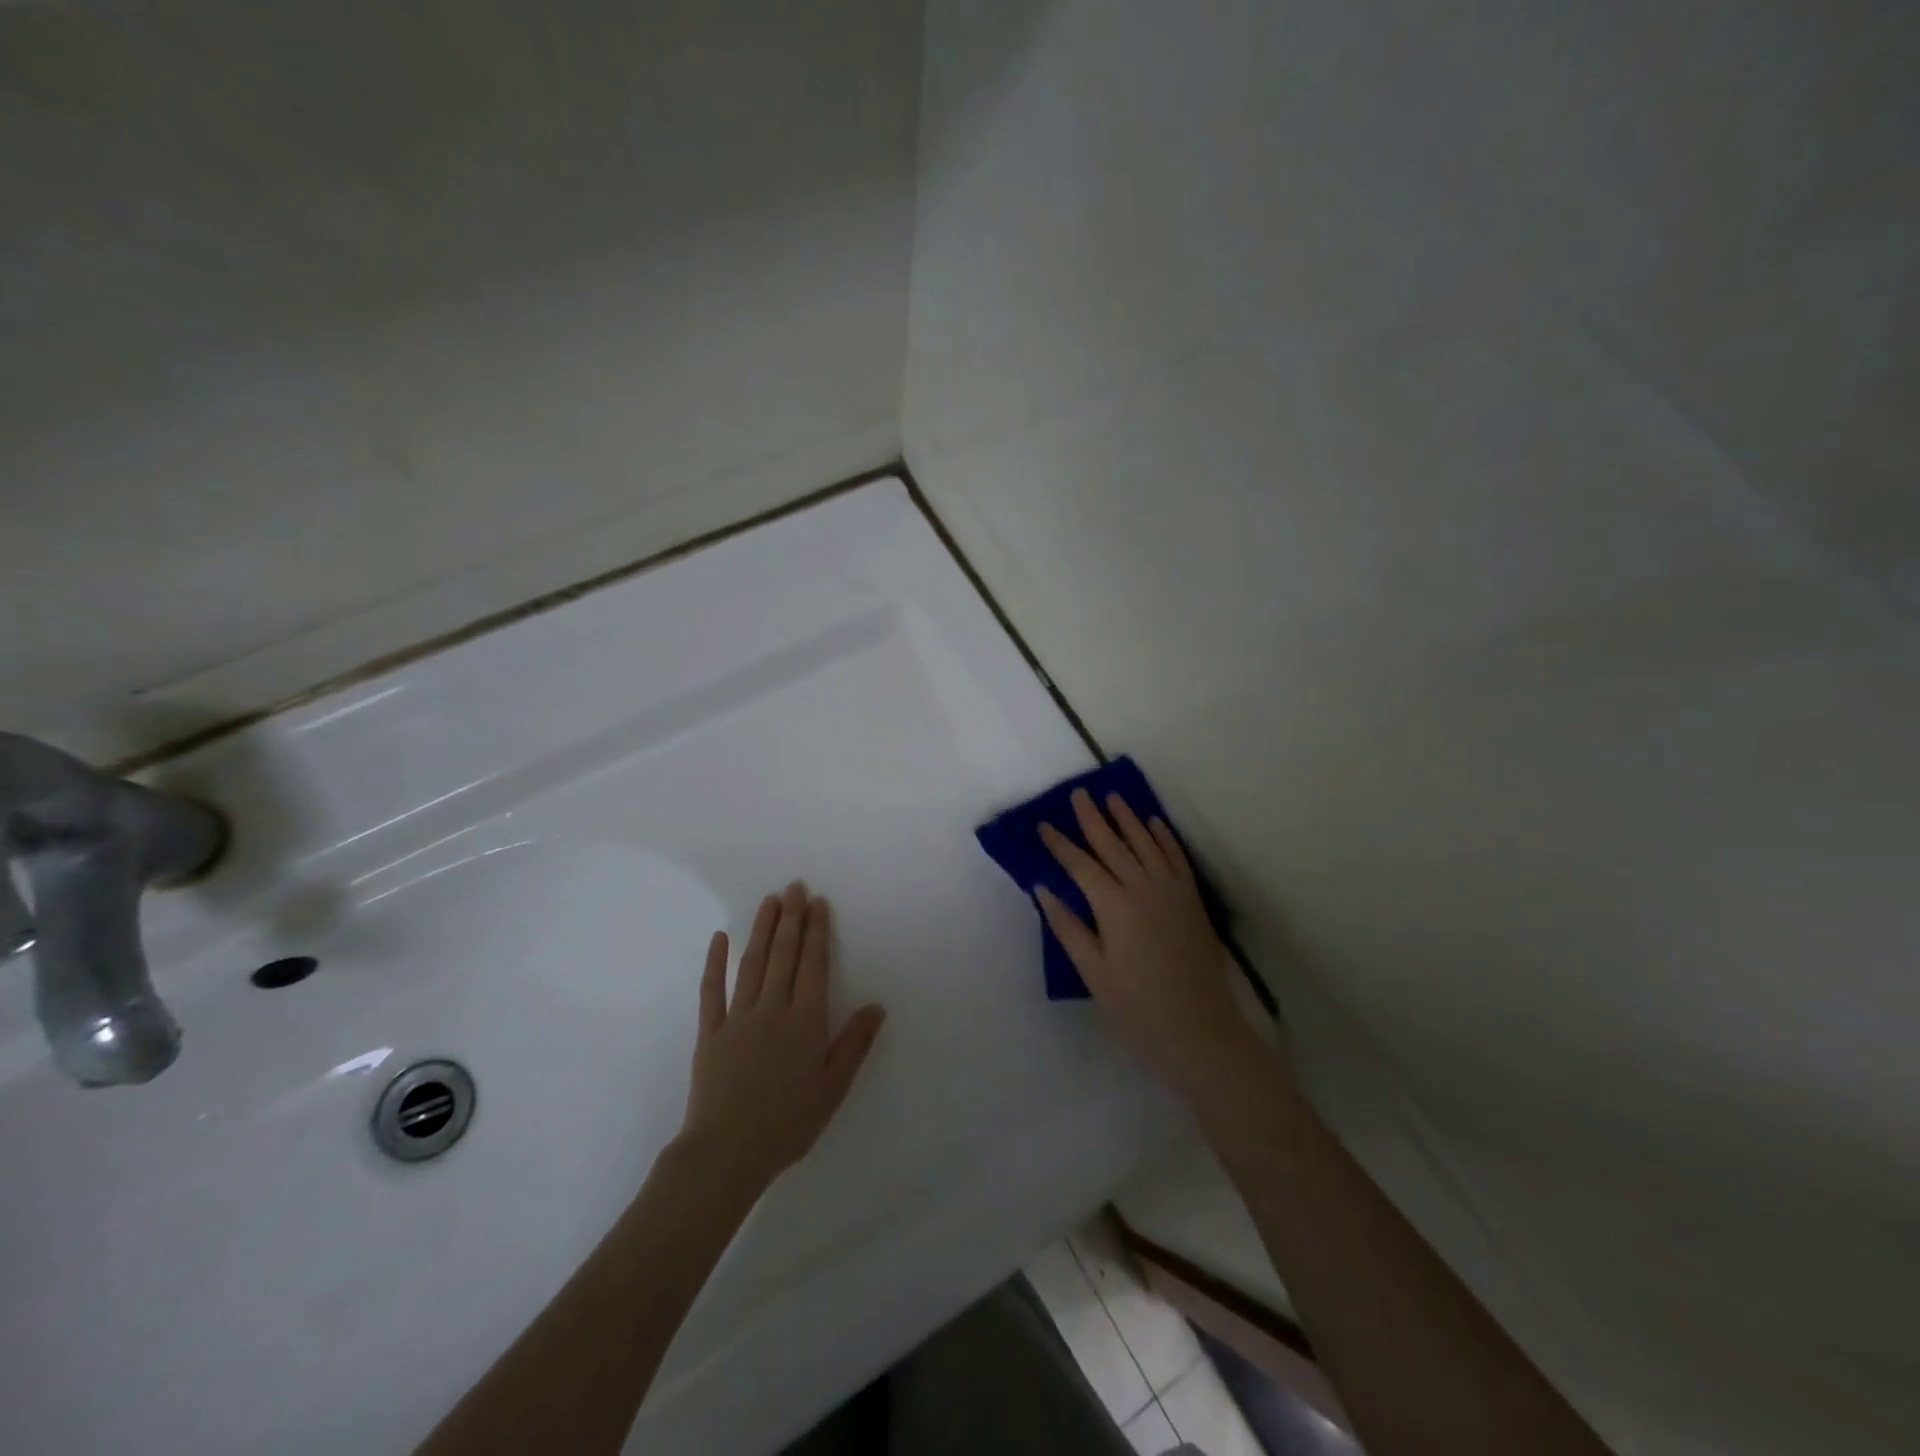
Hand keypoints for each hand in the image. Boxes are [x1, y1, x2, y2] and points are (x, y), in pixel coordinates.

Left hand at [680, 882, 886, 1194]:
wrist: (726, 1154)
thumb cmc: (788, 1123)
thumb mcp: (833, 1088)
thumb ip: (854, 1044)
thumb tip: (877, 1006)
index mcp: (805, 1022)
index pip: (814, 965)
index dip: (817, 932)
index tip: (818, 903)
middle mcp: (772, 1009)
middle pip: (784, 955)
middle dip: (792, 918)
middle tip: (795, 887)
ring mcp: (737, 1018)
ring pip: (752, 963)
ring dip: (762, 929)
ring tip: (770, 900)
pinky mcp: (709, 1032)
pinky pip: (711, 990)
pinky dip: (715, 962)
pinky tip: (720, 937)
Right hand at [1038, 789, 1260, 1101]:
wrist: (1200, 1030)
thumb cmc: (1137, 1007)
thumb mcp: (1093, 972)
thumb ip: (1067, 926)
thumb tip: (1042, 889)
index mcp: (1113, 906)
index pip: (1080, 865)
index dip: (1060, 844)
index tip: (1043, 824)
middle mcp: (1142, 887)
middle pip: (1113, 844)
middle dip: (1092, 818)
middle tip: (1078, 793)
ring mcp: (1171, 890)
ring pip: (1145, 843)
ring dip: (1127, 818)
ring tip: (1111, 796)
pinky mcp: (1192, 899)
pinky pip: (1176, 857)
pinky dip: (1163, 836)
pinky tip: (1153, 823)